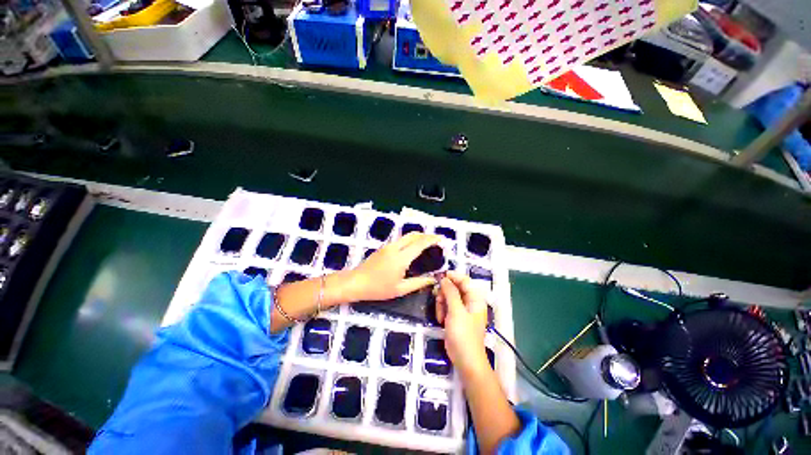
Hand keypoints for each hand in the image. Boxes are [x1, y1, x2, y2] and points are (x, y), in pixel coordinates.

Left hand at [348, 232, 441, 301]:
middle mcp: (395, 247)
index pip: (420, 243)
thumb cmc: (378, 288)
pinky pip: (401, 239)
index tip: (441, 239)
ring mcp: (388, 245)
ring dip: (418, 236)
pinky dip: (410, 239)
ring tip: (427, 243)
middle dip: (426, 235)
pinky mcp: (384, 247)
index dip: (432, 239)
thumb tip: (433, 279)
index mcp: (401, 258)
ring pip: (406, 236)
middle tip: (436, 241)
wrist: (356, 282)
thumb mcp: (400, 289)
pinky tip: (413, 247)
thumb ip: (419, 283)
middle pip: (414, 235)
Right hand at [436, 271, 489, 376]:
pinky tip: (440, 320)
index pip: (465, 281)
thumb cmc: (464, 335)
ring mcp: (462, 310)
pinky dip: (441, 310)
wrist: (465, 360)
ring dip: (441, 303)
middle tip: (437, 299)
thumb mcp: (456, 312)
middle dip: (444, 293)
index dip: (453, 277)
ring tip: (440, 315)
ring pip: (448, 297)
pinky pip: (446, 306)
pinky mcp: (455, 317)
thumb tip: (444, 279)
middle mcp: (469, 302)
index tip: (440, 277)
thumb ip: (451, 293)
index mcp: (475, 299)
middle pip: (454, 288)